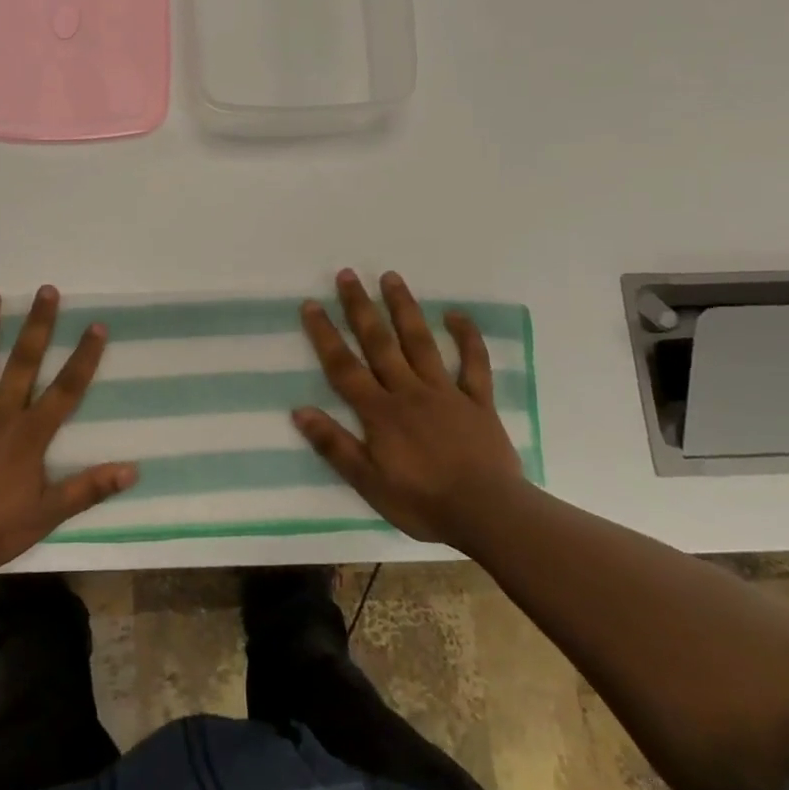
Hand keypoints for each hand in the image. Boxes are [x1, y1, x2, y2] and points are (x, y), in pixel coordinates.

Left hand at [0, 285, 136, 573]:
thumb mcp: (47, 514)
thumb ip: (88, 489)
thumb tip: (132, 470)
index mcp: (30, 434)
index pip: (65, 389)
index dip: (83, 357)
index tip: (96, 325)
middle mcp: (0, 414)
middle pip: (24, 362)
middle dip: (38, 325)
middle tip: (46, 289)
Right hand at [292, 269, 525, 549]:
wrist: (489, 515)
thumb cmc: (423, 502)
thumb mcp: (369, 482)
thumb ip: (335, 445)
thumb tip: (299, 411)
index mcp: (380, 412)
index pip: (344, 366)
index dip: (325, 334)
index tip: (311, 304)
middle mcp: (408, 391)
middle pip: (379, 342)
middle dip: (360, 307)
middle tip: (348, 274)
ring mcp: (445, 392)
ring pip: (420, 342)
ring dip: (404, 308)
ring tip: (391, 277)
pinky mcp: (477, 401)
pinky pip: (473, 363)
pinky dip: (466, 337)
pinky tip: (456, 314)